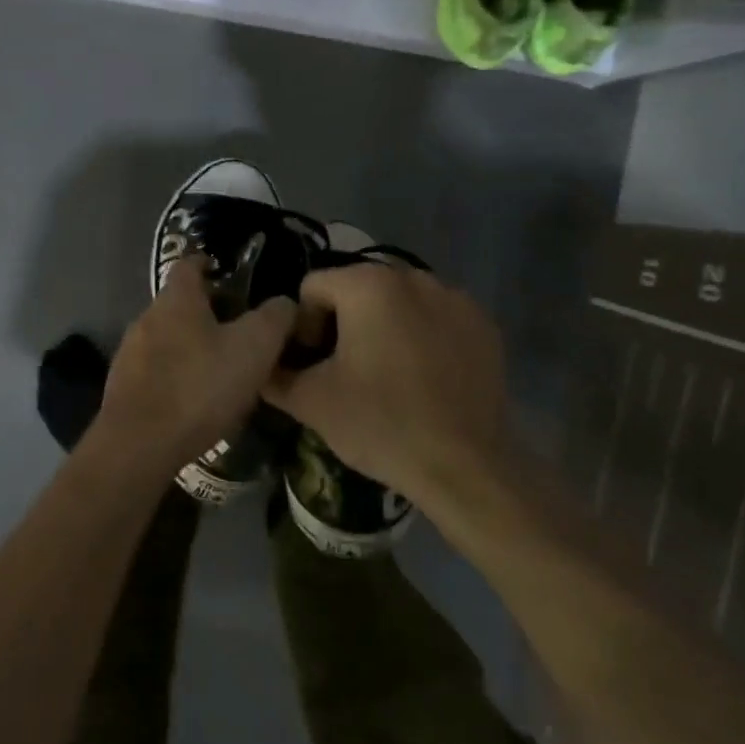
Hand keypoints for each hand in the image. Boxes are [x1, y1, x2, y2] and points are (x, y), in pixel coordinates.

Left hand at [96, 259, 297, 472]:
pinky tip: (194, 399)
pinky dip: (176, 374)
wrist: (139, 444)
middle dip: (207, 311)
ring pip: (167, 337)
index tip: (231, 275)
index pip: (190, 264)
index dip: (211, 264)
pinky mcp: (122, 386)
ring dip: (191, 345)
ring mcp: (130, 352)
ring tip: (220, 368)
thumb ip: (274, 318)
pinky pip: (155, 369)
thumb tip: (284, 302)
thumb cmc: (200, 386)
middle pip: (179, 302)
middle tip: (239, 330)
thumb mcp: (254, 348)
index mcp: (177, 299)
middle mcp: (147, 317)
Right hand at [262, 263, 507, 503]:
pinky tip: (423, 377)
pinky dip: (422, 336)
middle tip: (344, 370)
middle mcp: (413, 276)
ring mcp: (455, 298)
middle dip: (343, 323)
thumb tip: (260, 365)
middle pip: (357, 289)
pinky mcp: (484, 324)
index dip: (302, 326)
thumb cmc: (380, 424)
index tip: (314, 365)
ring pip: (399, 302)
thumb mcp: (310, 402)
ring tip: (385, 374)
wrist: (465, 467)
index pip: (313, 288)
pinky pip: (436, 318)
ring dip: (383, 326)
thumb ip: (274, 374)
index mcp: (367, 285)